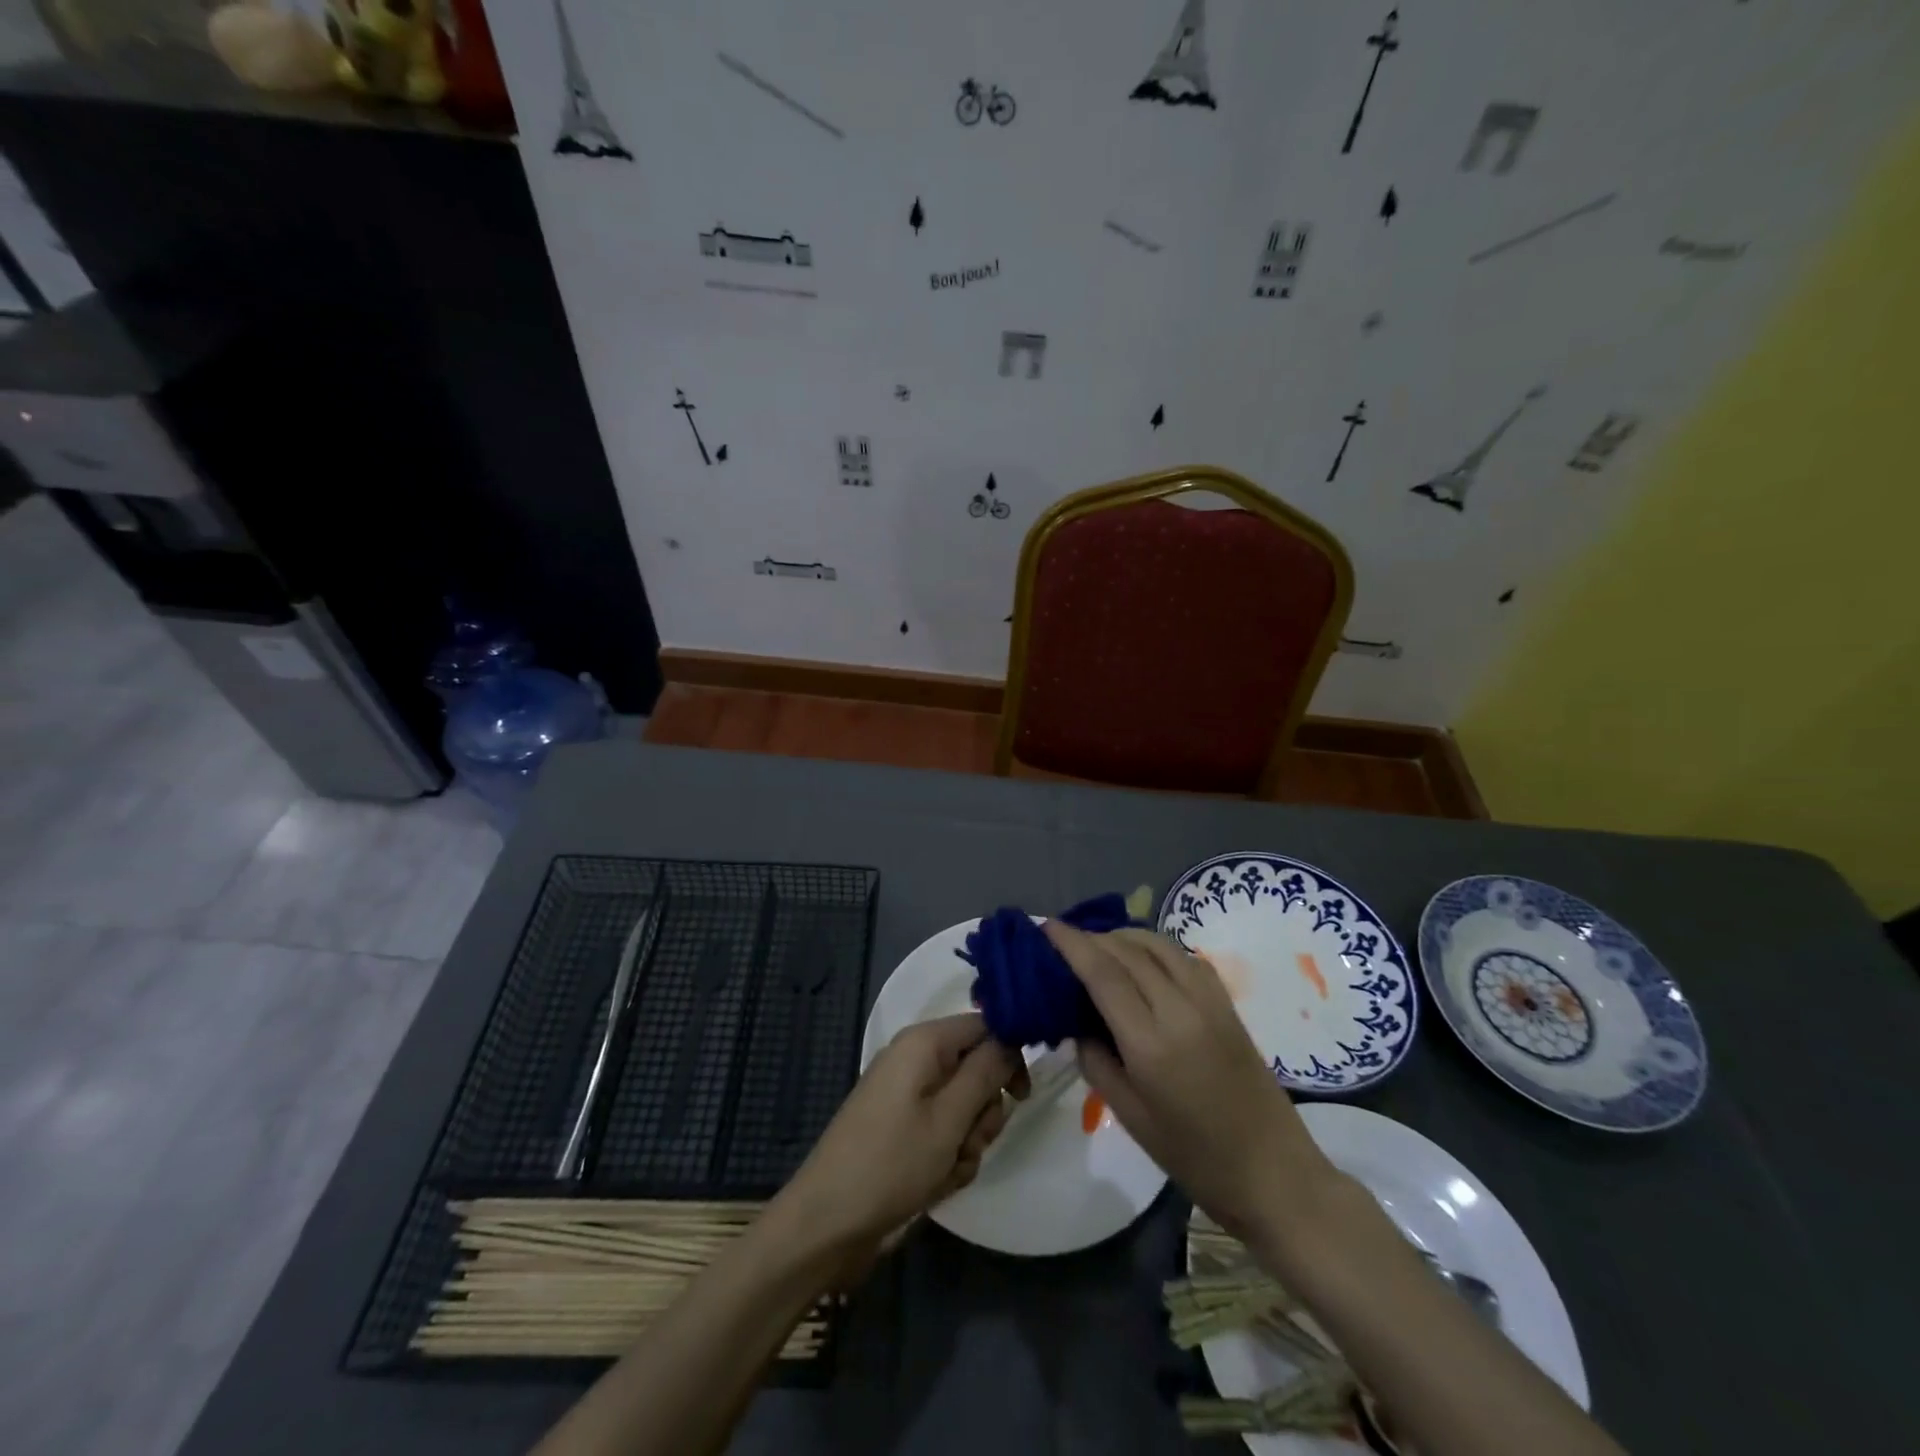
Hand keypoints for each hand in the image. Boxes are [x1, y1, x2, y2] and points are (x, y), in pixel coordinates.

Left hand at [781, 1013, 1025, 1259]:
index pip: (984, 1026)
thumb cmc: (890, 1164)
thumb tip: (1012, 1036)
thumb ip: (985, 1073)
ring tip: (947, 1169)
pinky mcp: (902, 1127)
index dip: (1008, 1055)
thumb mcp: (949, 1119)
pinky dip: (948, 1156)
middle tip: (969, 1141)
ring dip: (967, 1141)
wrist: (827, 1224)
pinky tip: (934, 1183)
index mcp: (923, 1042)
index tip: (1020, 1096)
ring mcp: (907, 1095)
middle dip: (983, 1111)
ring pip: (965, 1106)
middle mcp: (916, 1059)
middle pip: (976, 1069)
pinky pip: (944, 1130)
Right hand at [1044, 923, 1336, 1238]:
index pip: (1103, 974)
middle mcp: (1180, 1009)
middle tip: (1065, 941)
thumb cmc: (1194, 1157)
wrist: (1273, 1173)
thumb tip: (1077, 1022)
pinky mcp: (1227, 1003)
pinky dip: (1154, 947)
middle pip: (1128, 951)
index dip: (1071, 944)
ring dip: (1123, 936)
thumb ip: (1096, 1060)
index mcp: (1151, 1044)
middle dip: (1092, 937)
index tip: (1047, 927)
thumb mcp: (1130, 1116)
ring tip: (1099, 945)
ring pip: (1158, 944)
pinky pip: (1183, 956)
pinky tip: (1142, 960)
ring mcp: (1209, 1001)